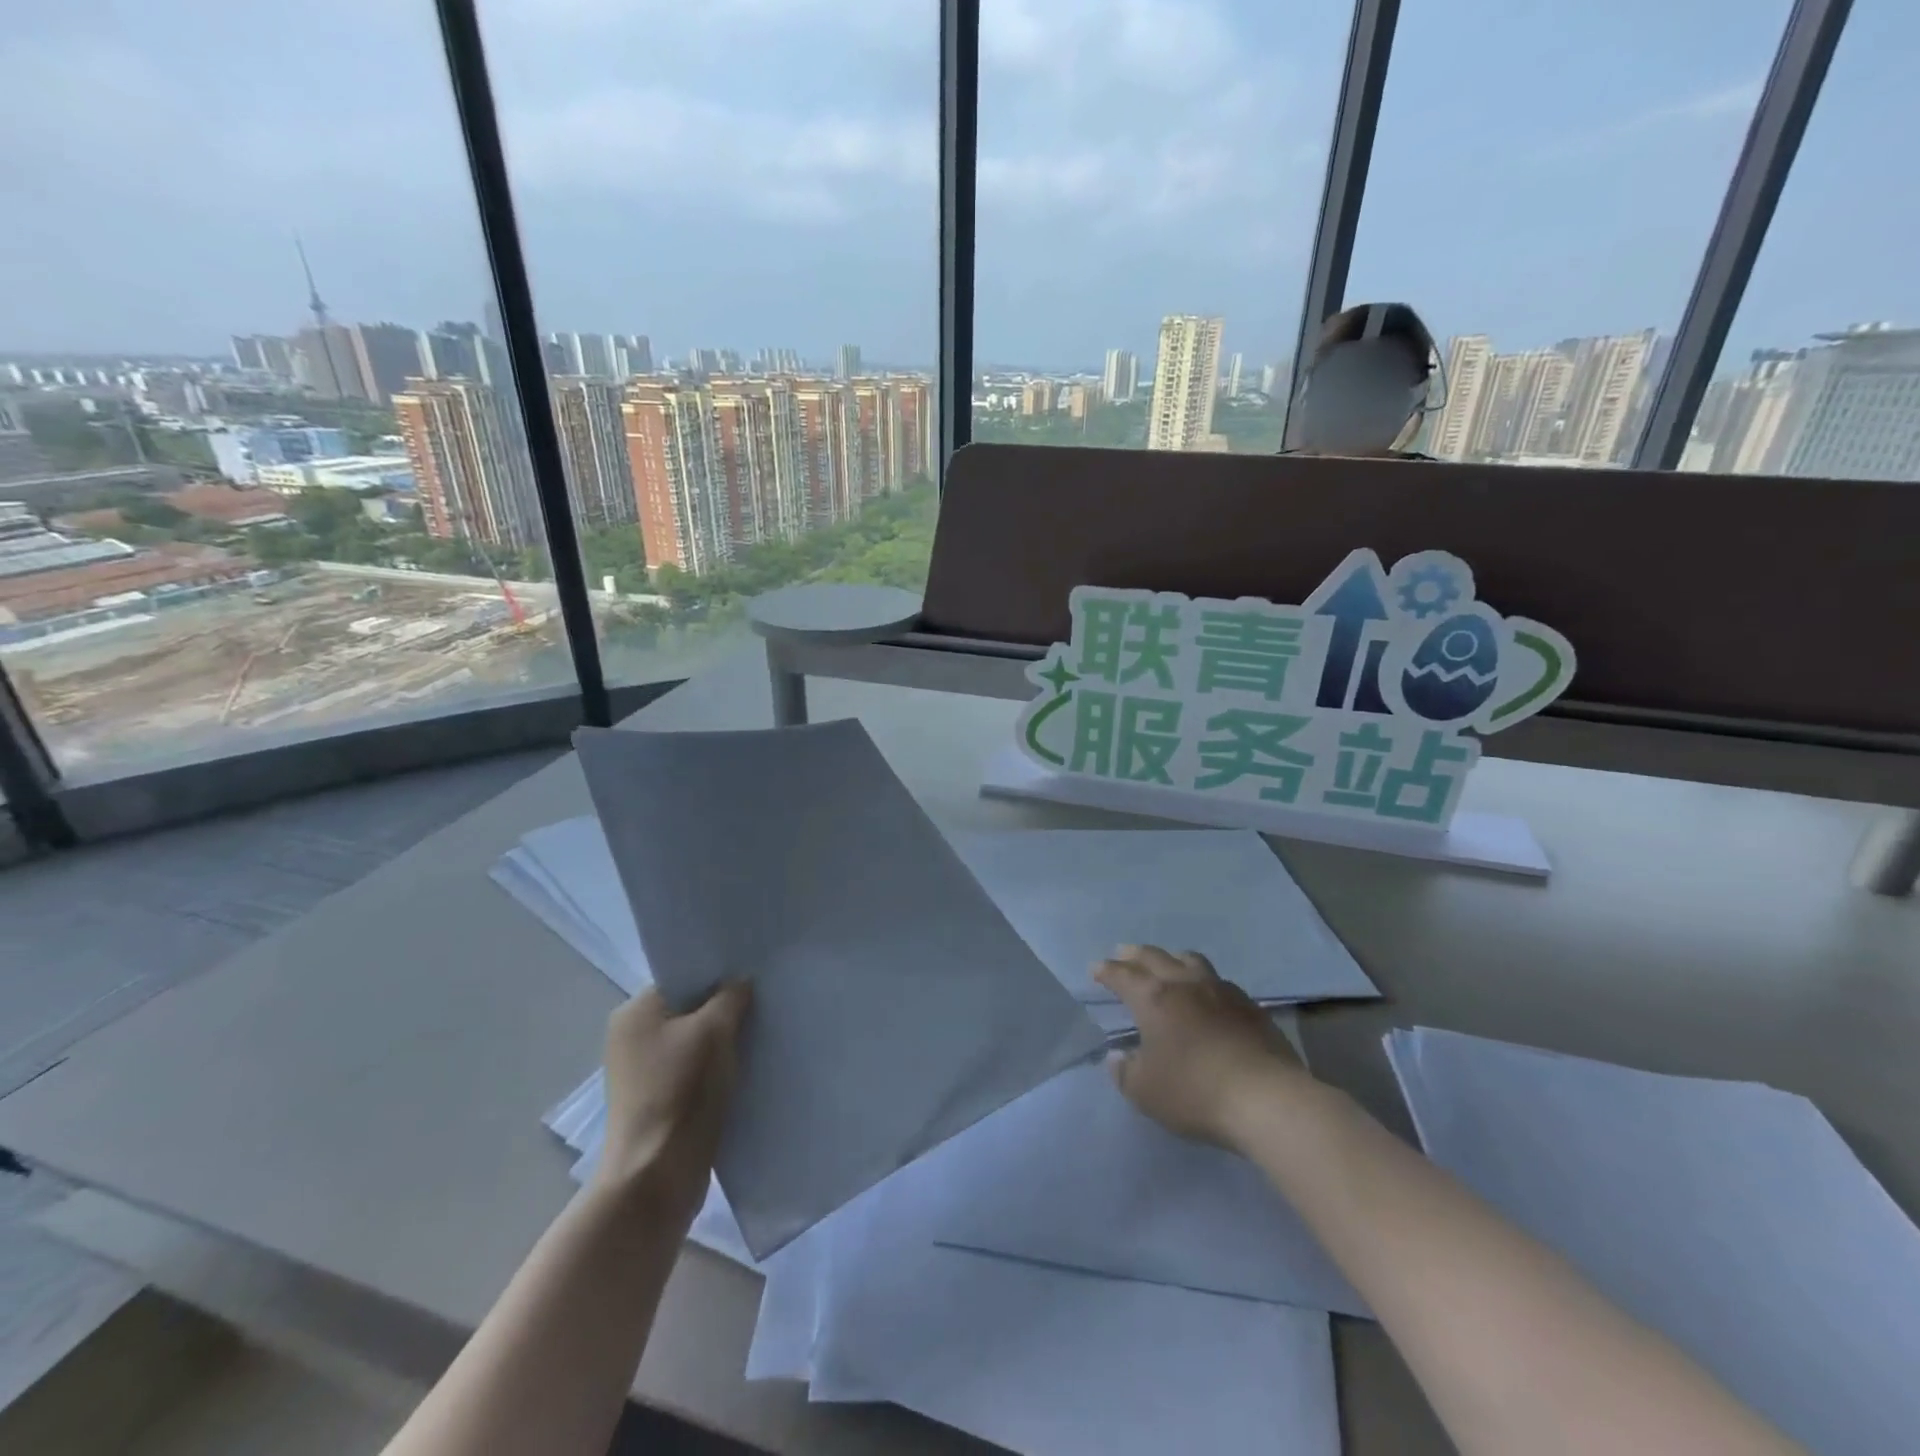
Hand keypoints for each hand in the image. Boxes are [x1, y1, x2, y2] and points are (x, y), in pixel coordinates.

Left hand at [595, 983, 750, 1221]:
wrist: (657, 1176)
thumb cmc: (681, 1090)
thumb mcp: (714, 1031)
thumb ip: (731, 997)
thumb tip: (741, 982)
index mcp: (635, 1012)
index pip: (683, 977)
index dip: (718, 974)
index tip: (753, 975)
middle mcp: (632, 1037)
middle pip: (689, 1008)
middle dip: (725, 1007)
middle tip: (764, 1002)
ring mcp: (644, 1072)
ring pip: (695, 1040)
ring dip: (724, 1039)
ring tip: (761, 1032)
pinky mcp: (659, 1100)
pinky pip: (695, 1069)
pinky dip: (718, 1066)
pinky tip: (748, 1065)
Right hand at [1095, 945, 1311, 1151]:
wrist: (1266, 1099)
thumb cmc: (1195, 1092)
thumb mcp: (1145, 1092)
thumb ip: (1125, 1073)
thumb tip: (1118, 1057)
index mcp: (1154, 999)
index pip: (1123, 976)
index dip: (1107, 971)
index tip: (1096, 968)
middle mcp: (1185, 984)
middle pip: (1155, 957)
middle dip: (1135, 954)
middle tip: (1123, 952)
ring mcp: (1221, 991)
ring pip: (1191, 960)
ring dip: (1172, 958)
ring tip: (1167, 964)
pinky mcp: (1251, 1007)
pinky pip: (1220, 981)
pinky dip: (1204, 981)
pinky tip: (1207, 994)